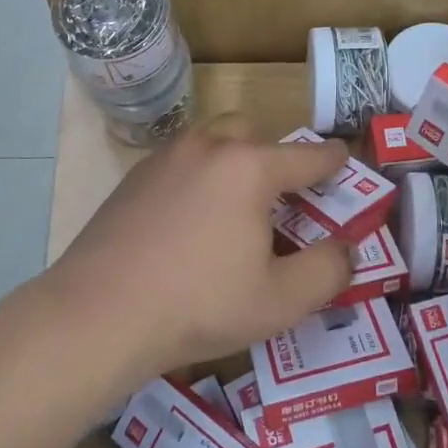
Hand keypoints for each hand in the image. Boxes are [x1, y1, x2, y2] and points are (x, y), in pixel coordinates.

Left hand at [41, 119, 352, 387]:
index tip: (344, 160)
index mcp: (248, 168)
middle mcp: (206, 148)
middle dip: (274, 156)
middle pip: (252, 134)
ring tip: (234, 210)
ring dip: (232, 163)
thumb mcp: (281, 301)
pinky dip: (196, 178)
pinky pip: (179, 164)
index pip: (306, 156)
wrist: (100, 313)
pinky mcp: (132, 178)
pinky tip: (188, 223)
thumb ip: (328, 270)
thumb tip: (347, 249)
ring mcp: (163, 159)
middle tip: (281, 200)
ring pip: (210, 143)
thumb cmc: (199, 305)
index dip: (332, 160)